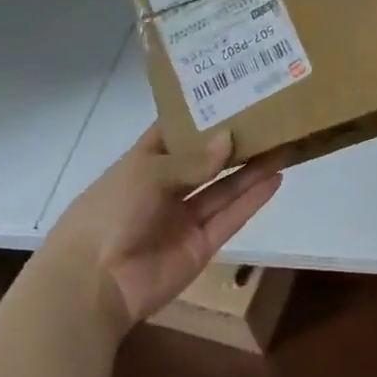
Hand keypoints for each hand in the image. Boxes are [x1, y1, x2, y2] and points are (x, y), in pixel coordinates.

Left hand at [47, 125, 282, 328]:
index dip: (198, 115)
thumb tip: (229, 138)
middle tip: (268, 119)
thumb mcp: (146, 175)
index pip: (173, 133)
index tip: (230, 94)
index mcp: (142, 165)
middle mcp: (165, 189)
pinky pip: (230, 217)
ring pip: (223, 188)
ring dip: (250, 169)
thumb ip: (192, 160)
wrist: (94, 283)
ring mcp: (184, 218)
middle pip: (205, 162)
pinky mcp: (202, 244)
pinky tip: (275, 178)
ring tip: (282, 145)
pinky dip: (252, 200)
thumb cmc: (110, 214)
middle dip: (233, 144)